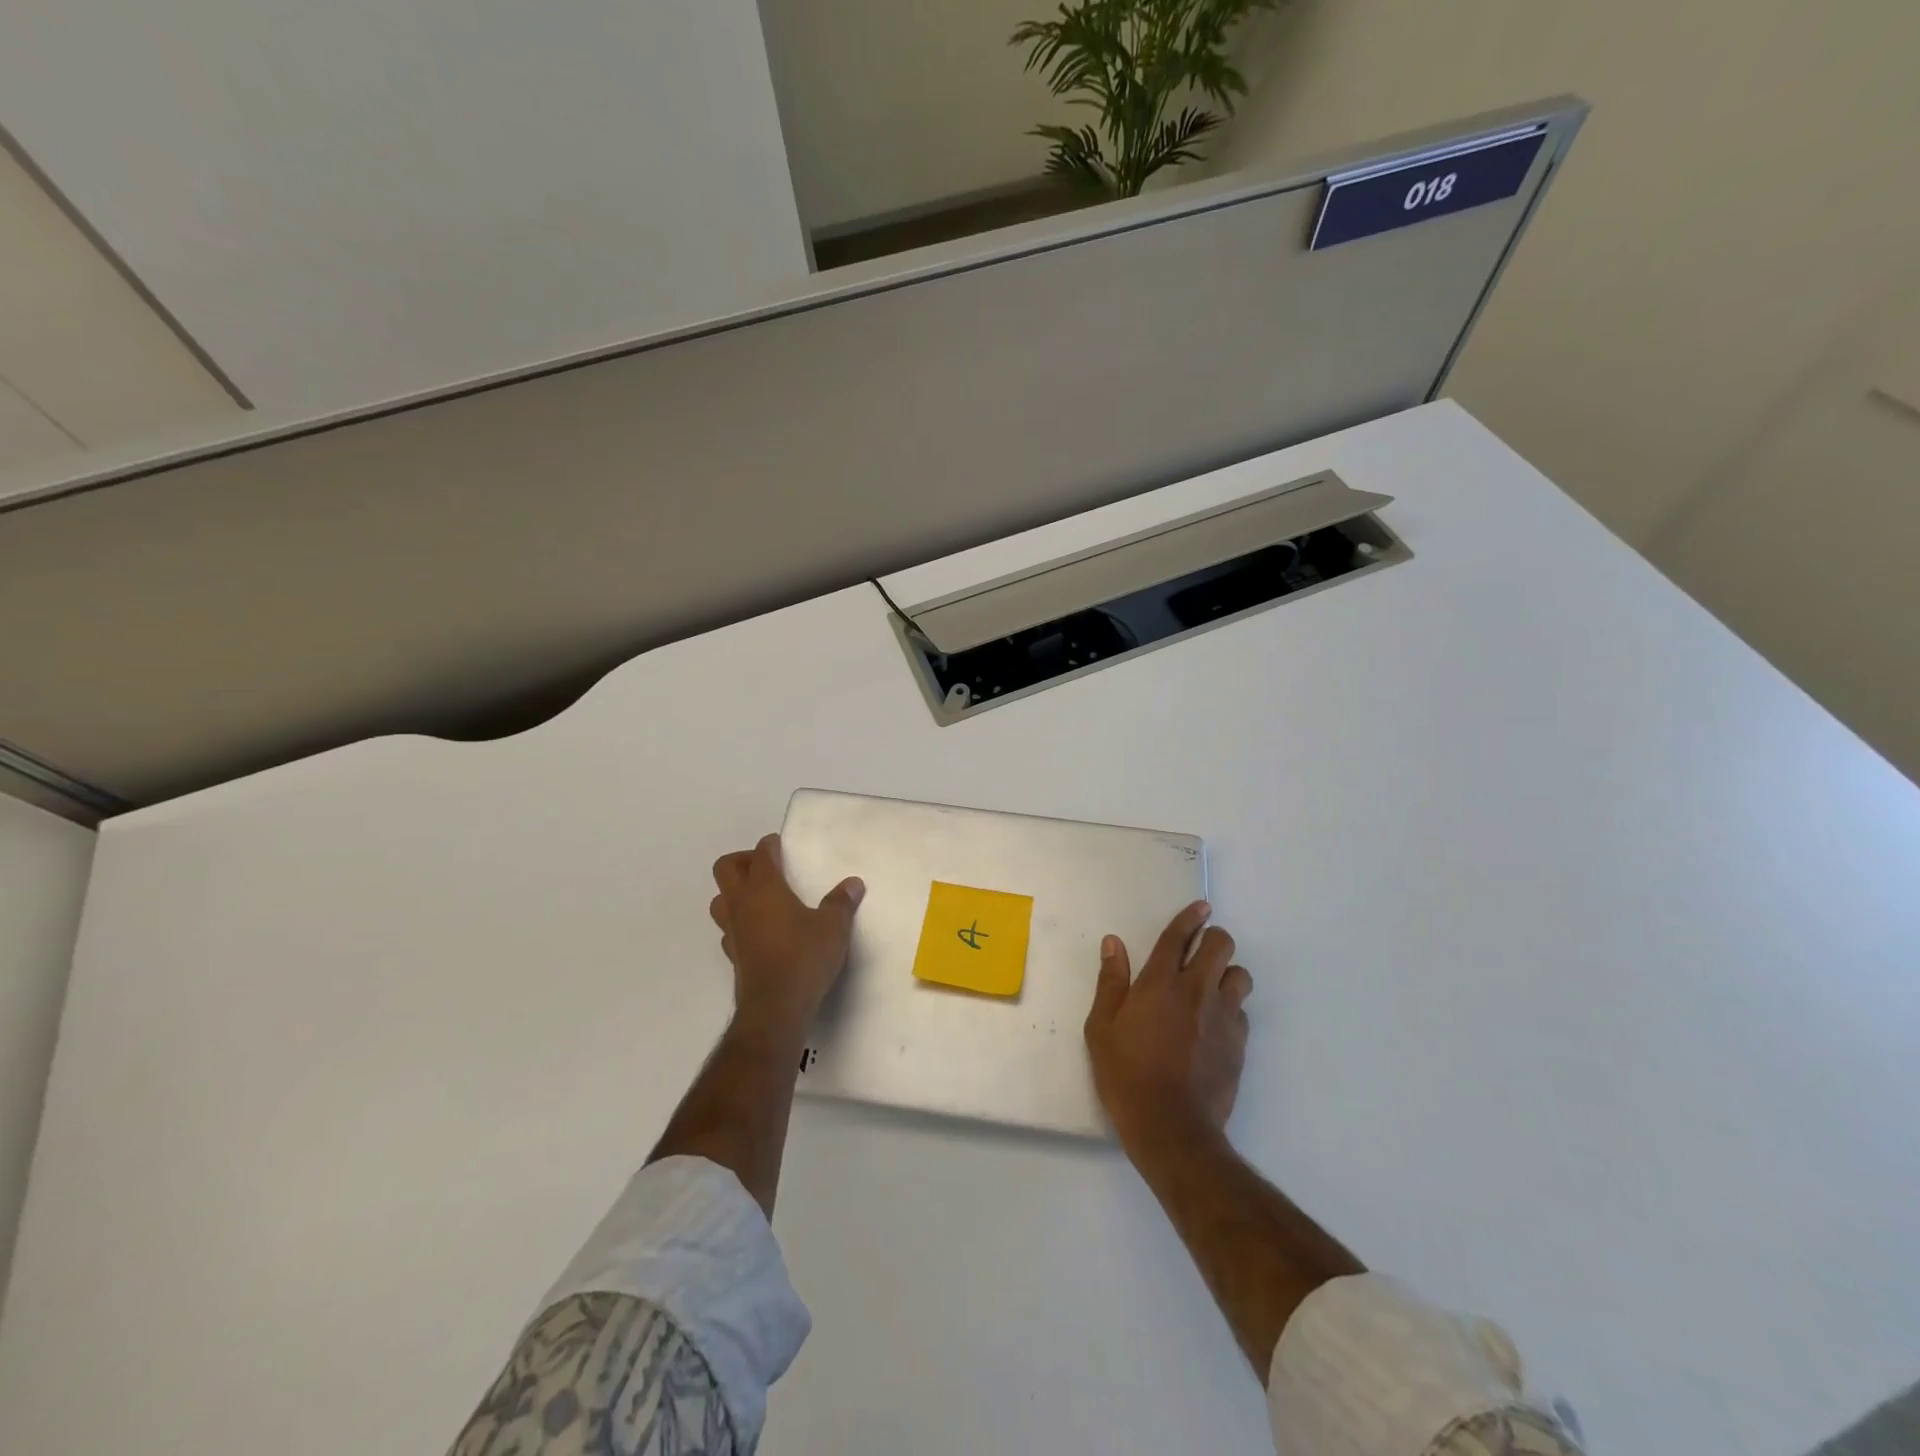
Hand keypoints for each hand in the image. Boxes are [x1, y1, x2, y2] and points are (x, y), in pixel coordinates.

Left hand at [710, 834, 864, 1033]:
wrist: (776, 1007)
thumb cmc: (805, 956)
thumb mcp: (833, 926)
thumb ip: (841, 902)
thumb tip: (853, 884)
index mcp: (765, 889)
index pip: (760, 856)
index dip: (769, 846)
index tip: (778, 844)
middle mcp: (742, 905)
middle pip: (725, 869)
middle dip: (742, 861)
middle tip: (766, 866)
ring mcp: (733, 931)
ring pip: (720, 899)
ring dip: (734, 892)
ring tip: (760, 897)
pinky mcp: (734, 955)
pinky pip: (728, 928)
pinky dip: (740, 921)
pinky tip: (759, 930)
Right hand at [1084, 901, 1252, 1153]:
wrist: (1171, 1127)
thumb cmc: (1126, 1074)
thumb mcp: (1101, 1028)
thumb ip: (1110, 982)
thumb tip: (1113, 943)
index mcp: (1160, 983)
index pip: (1178, 937)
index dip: (1190, 917)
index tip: (1200, 907)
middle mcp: (1197, 991)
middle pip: (1221, 946)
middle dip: (1213, 939)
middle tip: (1201, 950)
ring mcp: (1223, 1017)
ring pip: (1240, 975)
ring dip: (1227, 974)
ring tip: (1211, 987)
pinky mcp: (1239, 1044)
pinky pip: (1242, 1012)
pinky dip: (1231, 1008)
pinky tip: (1215, 1025)